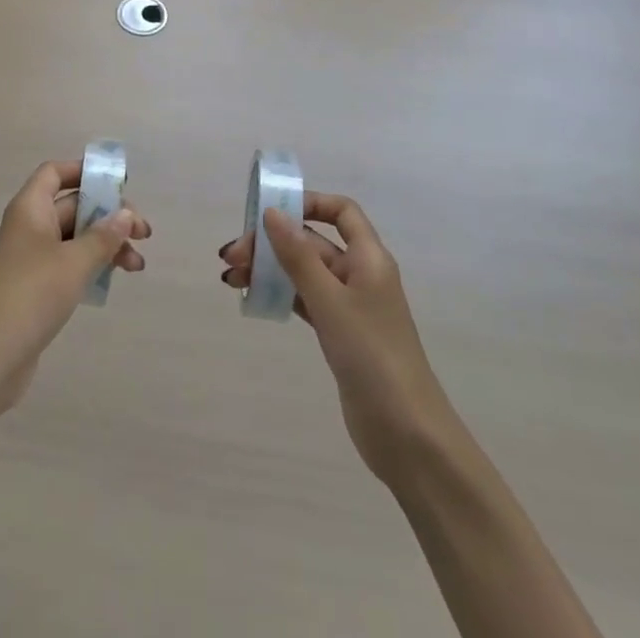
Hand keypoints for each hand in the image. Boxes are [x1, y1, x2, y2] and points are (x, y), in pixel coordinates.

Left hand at [0, 159, 151, 409]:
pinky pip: (70, 265)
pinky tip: (114, 280)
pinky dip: (93, 267)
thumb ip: (103, 236)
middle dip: (109, 215)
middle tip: (143, 233)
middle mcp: (30, 227)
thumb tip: (125, 214)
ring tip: (137, 265)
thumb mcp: (74, 261)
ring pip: (76, 238)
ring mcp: (32, 259)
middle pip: (73, 206)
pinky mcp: (36, 289)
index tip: (118, 183)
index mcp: (31, 208)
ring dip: (106, 245)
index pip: (55, 173)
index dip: (84, 171)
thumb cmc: (31, 294)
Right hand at [220, 192, 447, 487]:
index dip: (308, 203)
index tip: (270, 212)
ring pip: (304, 272)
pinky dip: (280, 294)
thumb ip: (299, 256)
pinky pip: (305, 300)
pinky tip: (253, 298)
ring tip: (231, 278)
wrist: (407, 436)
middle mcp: (361, 275)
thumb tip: (272, 212)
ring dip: (270, 269)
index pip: (341, 211)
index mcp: (369, 258)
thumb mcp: (330, 301)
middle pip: (313, 242)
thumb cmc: (372, 356)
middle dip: (272, 242)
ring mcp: (351, 307)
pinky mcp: (340, 335)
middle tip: (233, 257)